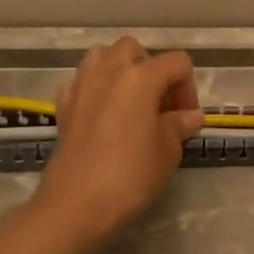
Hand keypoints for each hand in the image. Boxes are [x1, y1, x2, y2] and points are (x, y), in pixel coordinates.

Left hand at [32, 37, 205, 249]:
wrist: (76, 204)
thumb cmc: (130, 175)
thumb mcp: (167, 151)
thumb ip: (179, 125)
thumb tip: (189, 116)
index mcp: (141, 77)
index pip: (177, 63)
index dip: (188, 87)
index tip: (186, 118)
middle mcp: (109, 71)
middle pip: (135, 50)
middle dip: (152, 70)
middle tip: (159, 104)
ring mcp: (81, 85)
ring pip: (103, 57)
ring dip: (120, 71)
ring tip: (130, 102)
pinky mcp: (63, 104)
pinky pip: (81, 81)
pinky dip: (94, 88)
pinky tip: (102, 114)